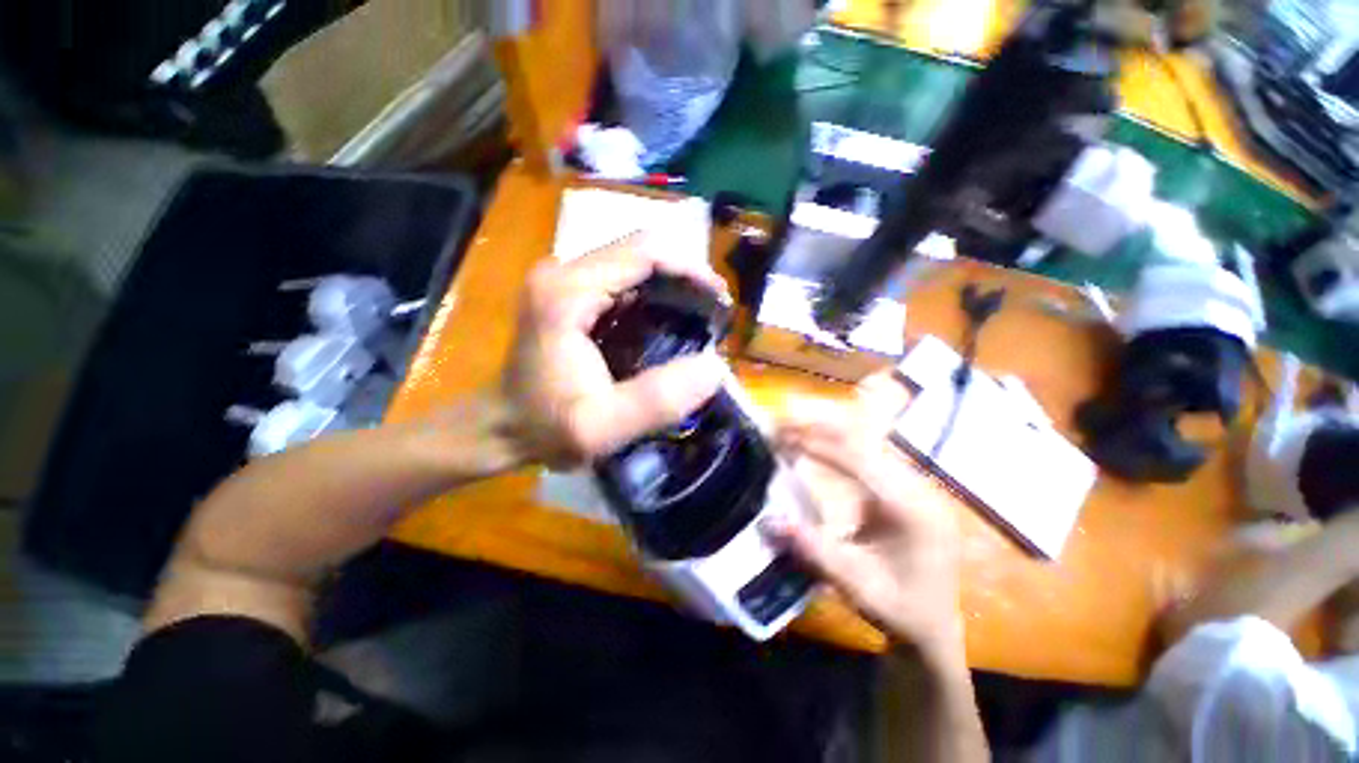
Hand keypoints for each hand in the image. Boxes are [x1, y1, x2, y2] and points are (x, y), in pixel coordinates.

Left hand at [501, 234, 731, 466]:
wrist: (501, 427)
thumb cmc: (545, 429)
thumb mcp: (601, 428)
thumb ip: (656, 401)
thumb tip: (715, 368)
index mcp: (567, 293)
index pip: (643, 253)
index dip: (689, 269)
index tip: (718, 300)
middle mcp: (561, 273)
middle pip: (639, 251)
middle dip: (684, 275)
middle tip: (712, 312)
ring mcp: (561, 279)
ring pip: (632, 262)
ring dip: (670, 283)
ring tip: (697, 315)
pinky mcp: (566, 292)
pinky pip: (620, 278)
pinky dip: (651, 293)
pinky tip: (666, 320)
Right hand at [768, 411, 964, 652]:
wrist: (932, 627)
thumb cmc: (900, 611)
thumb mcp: (856, 585)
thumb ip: (814, 549)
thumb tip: (769, 519)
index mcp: (913, 509)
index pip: (862, 459)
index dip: (820, 443)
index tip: (783, 434)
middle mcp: (918, 487)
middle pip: (866, 440)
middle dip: (820, 426)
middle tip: (781, 420)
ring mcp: (912, 484)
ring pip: (866, 442)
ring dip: (825, 432)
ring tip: (790, 426)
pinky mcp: (901, 487)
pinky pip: (865, 456)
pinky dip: (834, 447)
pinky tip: (811, 444)